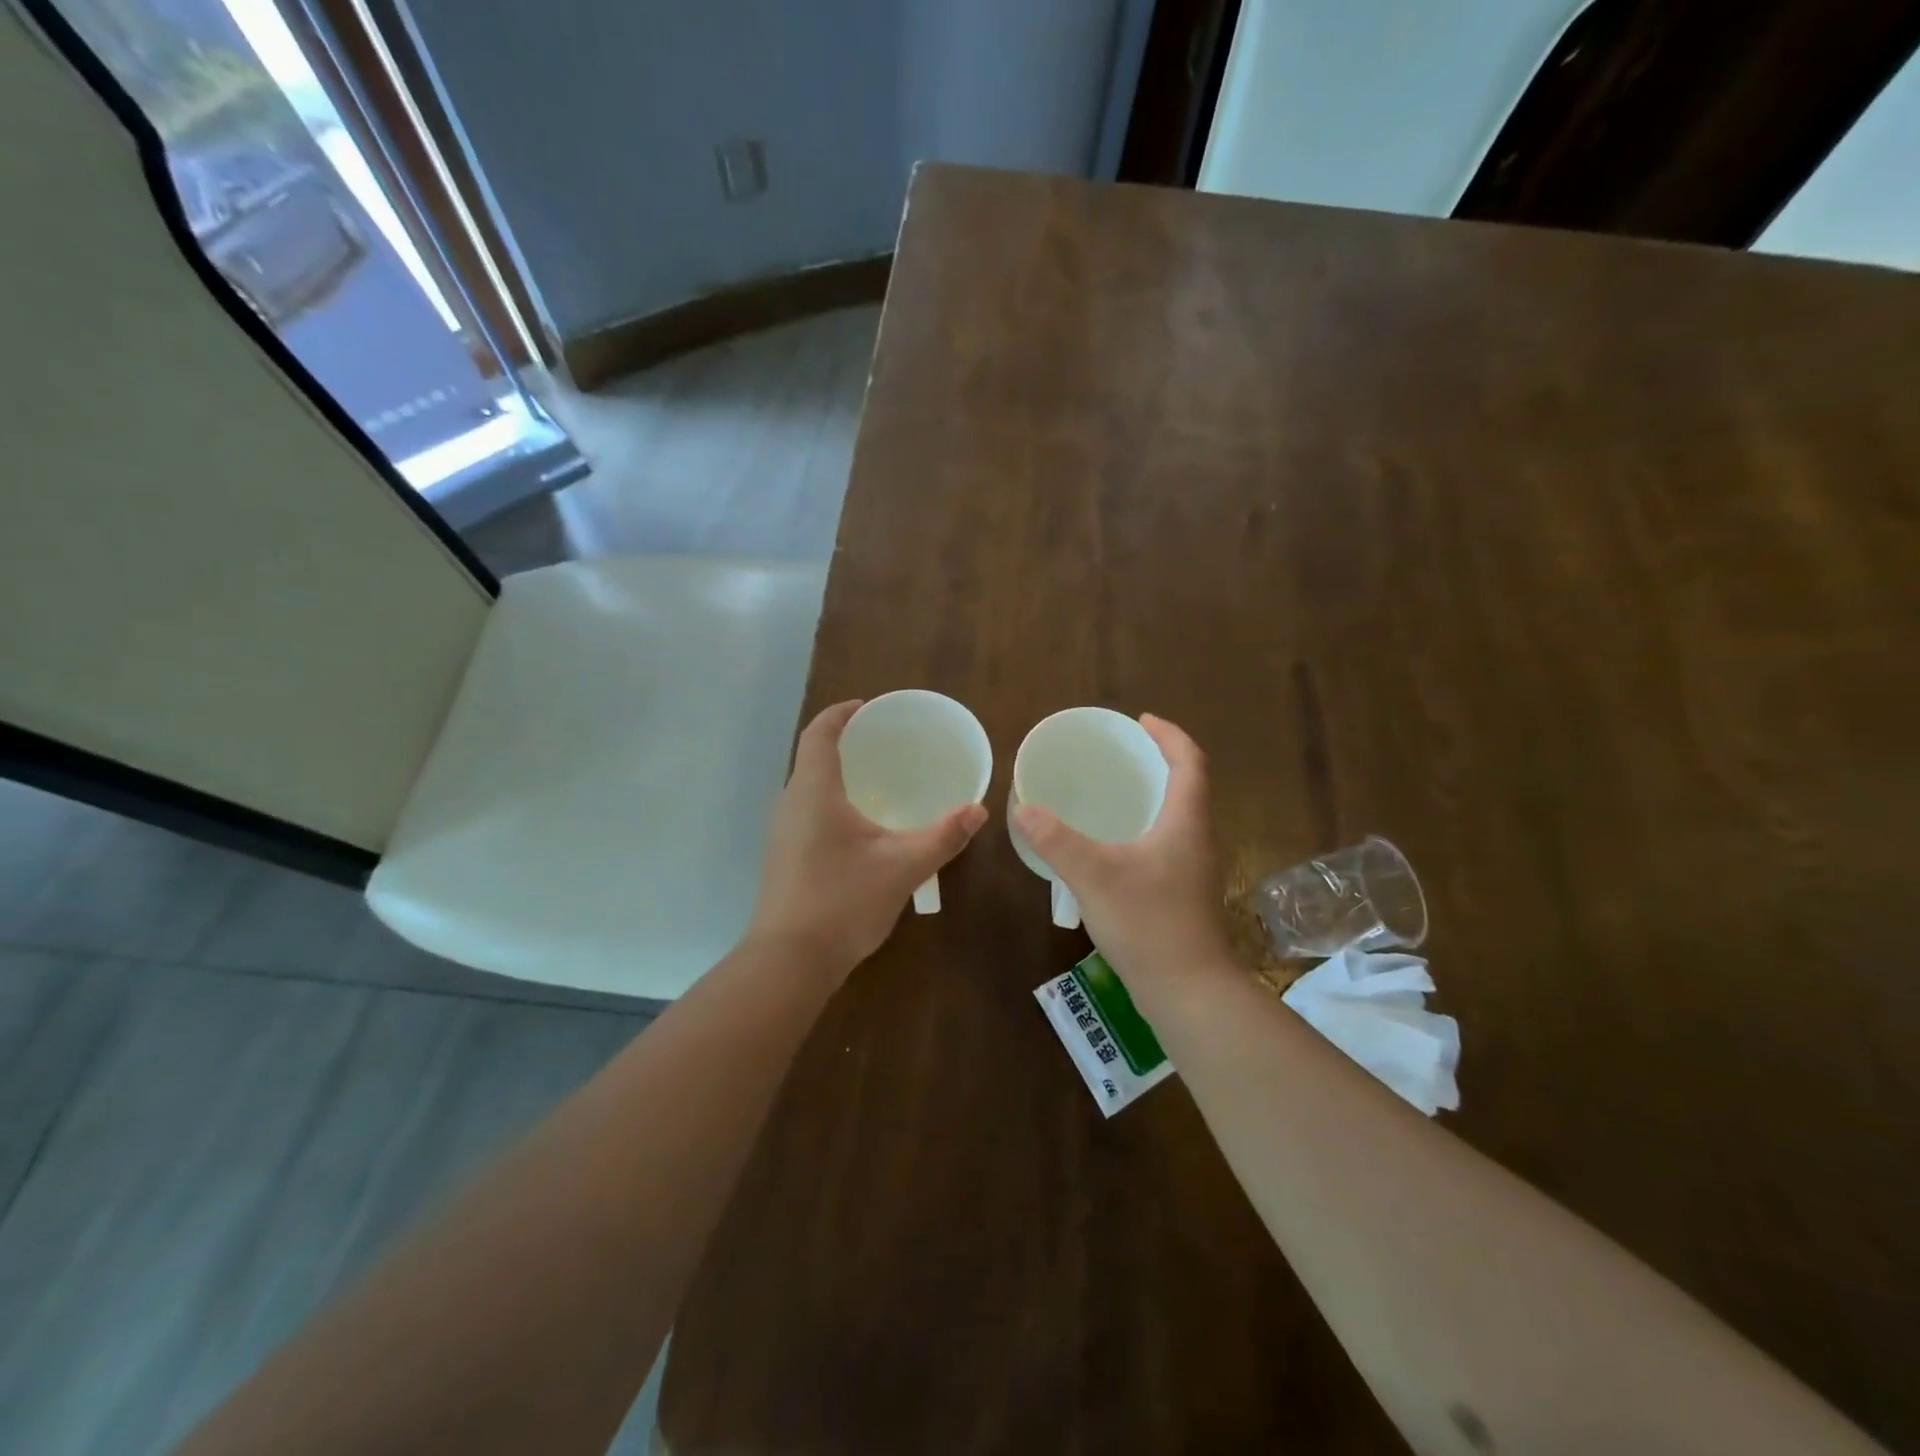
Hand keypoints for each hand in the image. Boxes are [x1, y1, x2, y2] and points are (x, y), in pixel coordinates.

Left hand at [747, 700, 988, 976]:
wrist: (789, 962)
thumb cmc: (843, 901)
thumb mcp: (903, 867)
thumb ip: (943, 836)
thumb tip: (978, 810)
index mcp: (814, 792)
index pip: (819, 734)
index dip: (840, 714)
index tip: (866, 707)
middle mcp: (790, 804)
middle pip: (812, 758)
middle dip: (844, 744)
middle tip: (883, 745)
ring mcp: (781, 833)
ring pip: (808, 789)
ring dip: (837, 777)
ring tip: (876, 782)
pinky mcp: (782, 858)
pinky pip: (806, 814)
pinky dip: (831, 804)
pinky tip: (859, 829)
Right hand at [1012, 715, 1231, 993]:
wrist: (1188, 990)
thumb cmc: (1148, 923)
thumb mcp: (1094, 875)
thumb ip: (1056, 840)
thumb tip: (1023, 808)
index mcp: (1186, 821)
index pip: (1190, 761)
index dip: (1169, 735)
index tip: (1141, 720)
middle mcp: (1198, 837)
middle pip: (1190, 784)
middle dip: (1161, 760)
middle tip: (1124, 750)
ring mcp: (1195, 867)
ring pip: (1181, 814)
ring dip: (1157, 793)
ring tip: (1119, 788)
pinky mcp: (1186, 892)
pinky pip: (1171, 840)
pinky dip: (1149, 824)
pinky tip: (1119, 842)